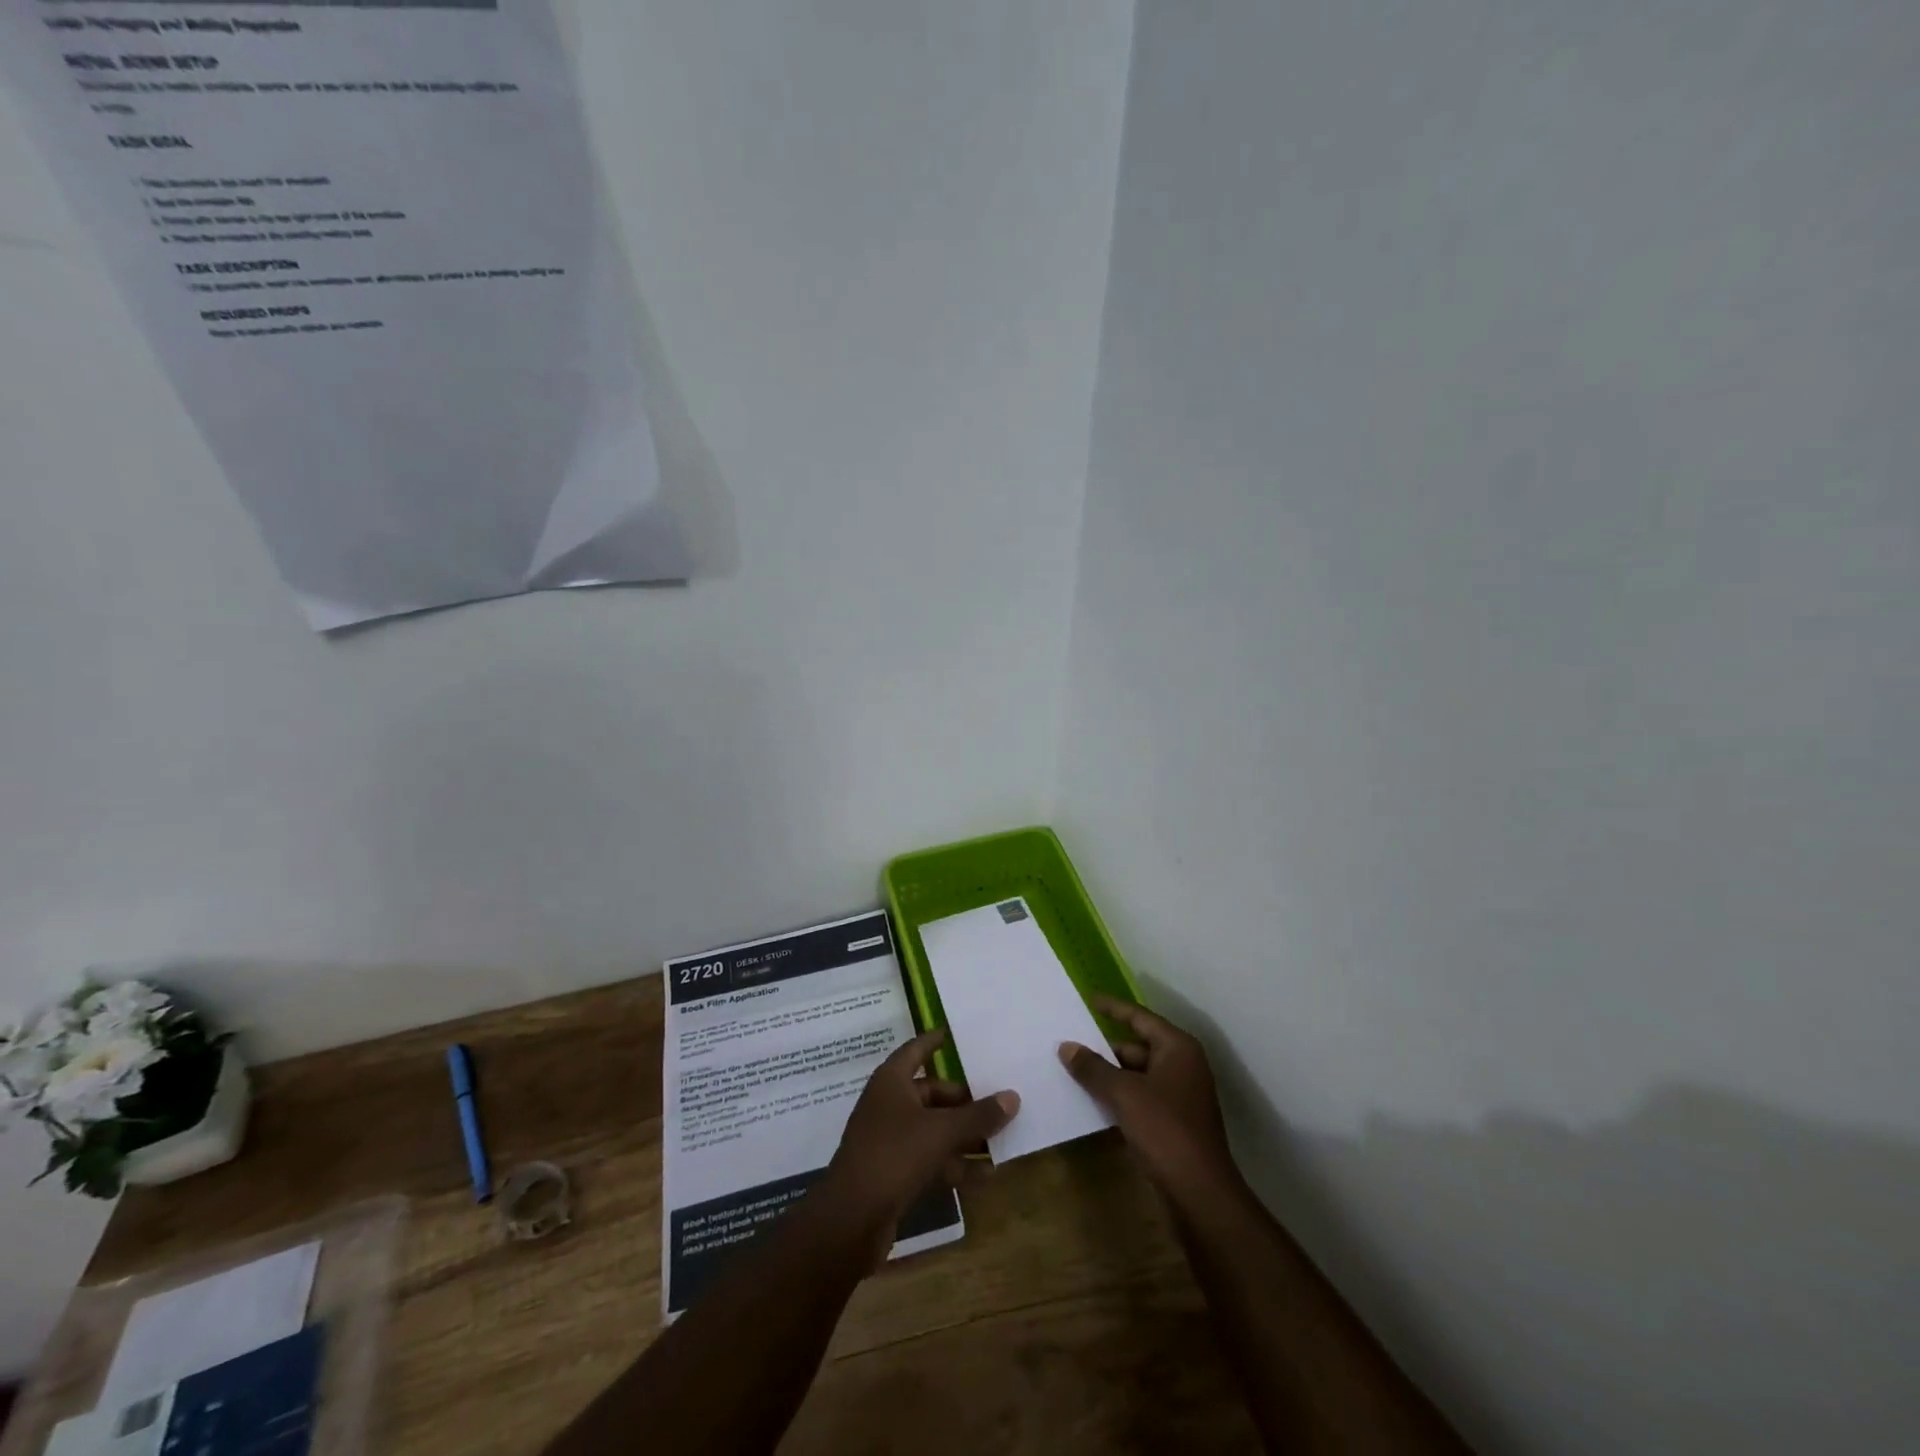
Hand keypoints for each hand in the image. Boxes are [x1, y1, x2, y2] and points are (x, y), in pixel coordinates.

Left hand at [821, 1029, 1019, 1238]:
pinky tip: (984, 1176)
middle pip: (930, 1093)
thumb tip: (1013, 1097)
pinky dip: (953, 1163)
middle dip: (963, 1100)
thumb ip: (978, 1115)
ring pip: (932, 1128)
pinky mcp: (892, 1172)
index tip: (954, 1034)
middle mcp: (888, 1104)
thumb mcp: (942, 1132)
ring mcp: (889, 1139)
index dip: (934, 1041)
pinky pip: (929, 1158)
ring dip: (962, 1135)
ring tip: (999, 1140)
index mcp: (891, 1081)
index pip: (915, 1050)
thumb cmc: (894, 1155)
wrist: (851, 1219)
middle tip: (996, 1103)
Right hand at [1059, 996, 1236, 1195]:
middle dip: (1104, 1047)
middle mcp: (1182, 1065)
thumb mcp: (1123, 1094)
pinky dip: (1118, 1096)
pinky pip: (1140, 1097)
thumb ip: (1093, 1068)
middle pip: (1137, 1046)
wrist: (1200, 1193)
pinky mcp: (1174, 1122)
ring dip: (1109, 1074)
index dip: (1112, 1008)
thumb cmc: (1165, 1130)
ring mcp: (1180, 1095)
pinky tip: (1092, 1101)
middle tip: (1070, 1042)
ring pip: (1137, 1074)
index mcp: (1177, 1048)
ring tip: (1073, 1070)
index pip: (1139, 1017)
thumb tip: (1066, 1047)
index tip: (1087, 1000)